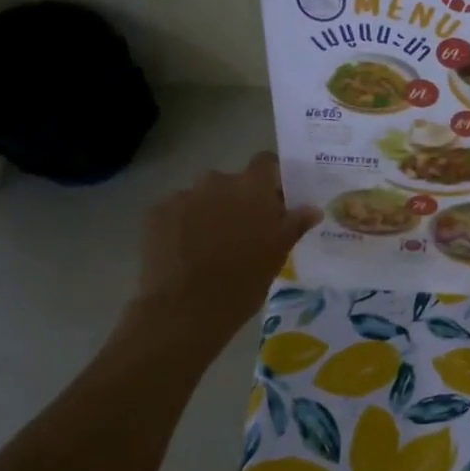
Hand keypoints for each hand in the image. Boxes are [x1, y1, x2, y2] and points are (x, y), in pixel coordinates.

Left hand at [128, 152, 319, 348]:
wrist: (185, 308)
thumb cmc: (243, 281)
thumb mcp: (278, 254)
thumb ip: (294, 224)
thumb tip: (312, 209)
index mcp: (252, 187)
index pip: (266, 162)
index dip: (271, 178)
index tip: (275, 201)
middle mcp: (217, 181)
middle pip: (232, 181)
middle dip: (239, 200)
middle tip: (244, 232)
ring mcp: (183, 195)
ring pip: (203, 197)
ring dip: (210, 212)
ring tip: (211, 246)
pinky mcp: (157, 213)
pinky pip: (177, 212)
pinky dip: (184, 225)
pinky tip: (185, 253)